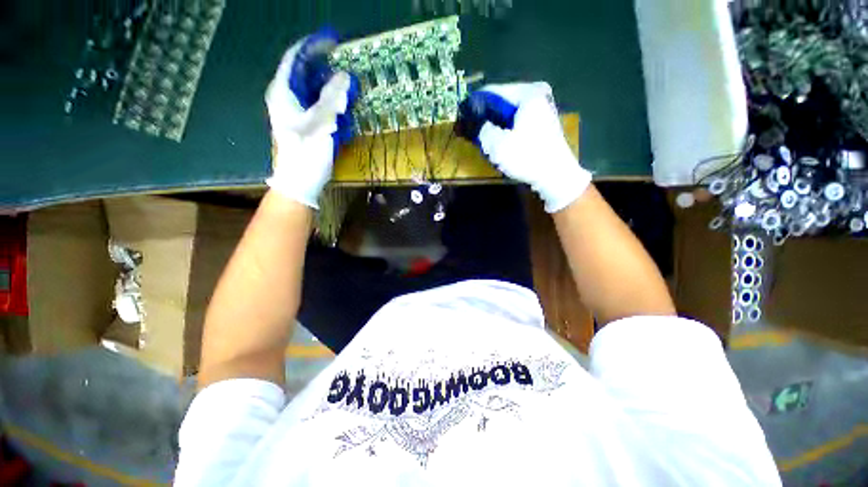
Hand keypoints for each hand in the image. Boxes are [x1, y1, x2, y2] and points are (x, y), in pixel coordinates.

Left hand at [265, 31, 358, 208]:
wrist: (300, 180)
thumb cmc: (308, 152)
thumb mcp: (322, 122)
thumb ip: (332, 97)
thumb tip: (345, 76)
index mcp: (283, 91)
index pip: (295, 57)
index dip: (314, 46)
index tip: (334, 43)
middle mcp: (285, 96)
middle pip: (304, 71)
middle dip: (325, 67)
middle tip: (345, 67)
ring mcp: (293, 110)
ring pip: (311, 88)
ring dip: (329, 85)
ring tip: (347, 85)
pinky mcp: (302, 122)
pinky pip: (315, 103)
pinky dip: (328, 101)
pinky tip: (340, 105)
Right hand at [458, 82, 590, 212]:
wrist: (555, 177)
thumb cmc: (527, 157)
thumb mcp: (497, 144)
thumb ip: (481, 129)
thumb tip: (473, 123)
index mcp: (527, 93)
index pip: (491, 92)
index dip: (473, 106)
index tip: (461, 119)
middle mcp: (536, 94)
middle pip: (500, 102)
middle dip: (484, 117)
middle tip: (470, 130)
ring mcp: (541, 109)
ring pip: (508, 113)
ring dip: (494, 125)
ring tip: (480, 137)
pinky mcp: (541, 123)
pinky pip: (516, 121)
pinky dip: (505, 129)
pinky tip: (497, 141)